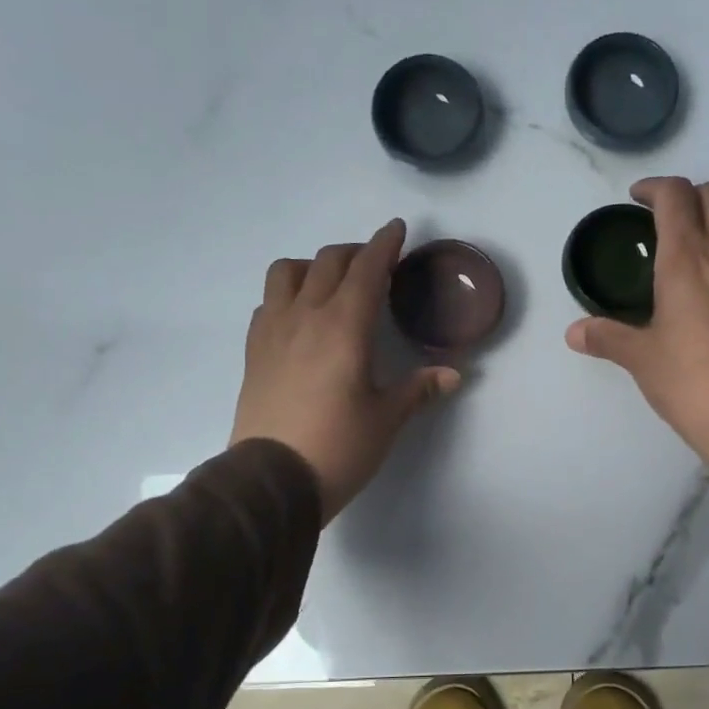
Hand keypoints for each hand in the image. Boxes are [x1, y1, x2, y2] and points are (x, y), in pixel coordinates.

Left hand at [231, 218, 461, 522]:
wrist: (272, 480)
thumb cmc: (339, 447)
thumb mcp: (386, 419)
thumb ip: (418, 389)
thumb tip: (454, 375)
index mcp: (345, 327)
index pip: (367, 270)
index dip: (384, 245)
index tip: (396, 228)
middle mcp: (306, 316)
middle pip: (328, 262)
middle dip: (355, 253)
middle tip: (375, 265)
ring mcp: (273, 331)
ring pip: (286, 272)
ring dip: (312, 266)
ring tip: (330, 283)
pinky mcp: (254, 351)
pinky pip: (267, 303)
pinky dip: (287, 294)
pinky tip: (299, 317)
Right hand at [566, 177, 708, 473]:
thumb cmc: (690, 382)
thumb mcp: (641, 359)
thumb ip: (606, 338)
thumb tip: (573, 333)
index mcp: (687, 258)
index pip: (675, 195)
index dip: (654, 188)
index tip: (638, 200)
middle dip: (689, 196)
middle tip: (668, 222)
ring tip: (706, 241)